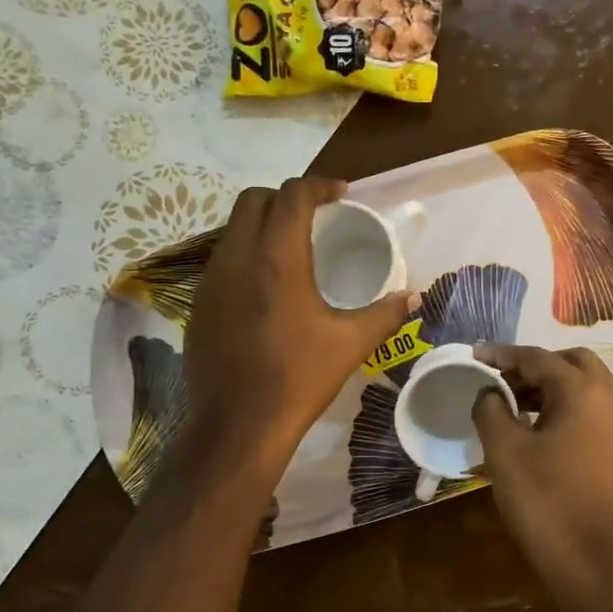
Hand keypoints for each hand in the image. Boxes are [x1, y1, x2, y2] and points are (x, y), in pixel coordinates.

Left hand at [184, 177, 415, 466]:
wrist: (238, 425)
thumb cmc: (298, 378)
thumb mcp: (350, 344)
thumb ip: (385, 314)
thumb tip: (413, 298)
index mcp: (278, 258)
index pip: (293, 195)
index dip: (319, 186)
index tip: (341, 196)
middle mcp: (238, 257)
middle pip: (253, 200)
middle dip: (284, 198)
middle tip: (314, 218)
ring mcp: (211, 280)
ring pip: (232, 230)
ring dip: (261, 226)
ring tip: (291, 250)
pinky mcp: (199, 304)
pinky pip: (222, 261)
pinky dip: (245, 256)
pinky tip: (265, 288)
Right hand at [472, 345, 612, 608]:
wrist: (591, 561)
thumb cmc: (544, 499)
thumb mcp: (504, 450)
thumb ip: (491, 409)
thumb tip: (489, 393)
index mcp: (583, 391)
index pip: (537, 358)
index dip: (501, 355)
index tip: (474, 356)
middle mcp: (610, 398)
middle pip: (571, 362)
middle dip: (533, 365)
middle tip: (500, 379)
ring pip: (585, 386)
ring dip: (550, 385)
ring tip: (512, 402)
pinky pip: (591, 410)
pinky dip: (565, 406)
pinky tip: (537, 426)